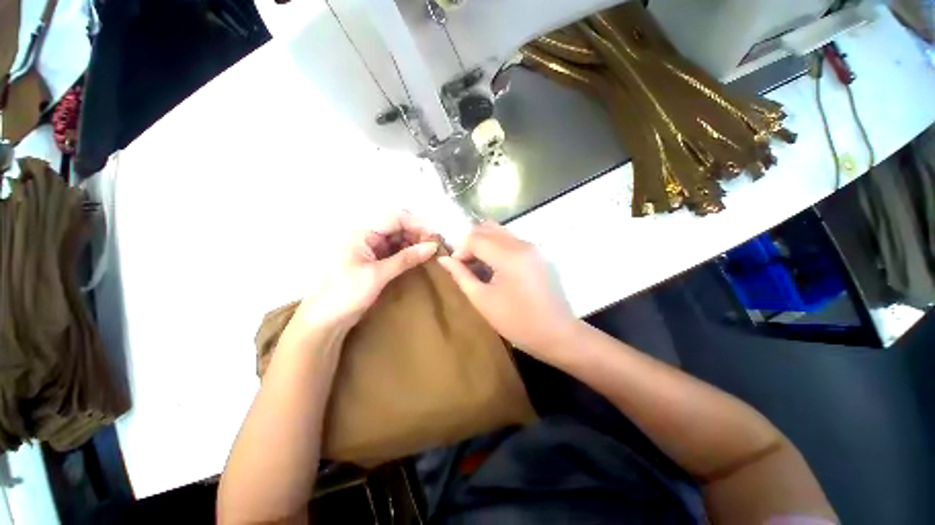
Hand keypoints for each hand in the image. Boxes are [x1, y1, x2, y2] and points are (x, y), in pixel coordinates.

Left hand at [295, 211, 437, 328]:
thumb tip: (433, 246)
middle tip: (436, 246)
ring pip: (398, 239)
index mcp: (362, 233)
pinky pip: (395, 251)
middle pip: (398, 226)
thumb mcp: (378, 275)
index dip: (418, 224)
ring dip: (415, 243)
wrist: (325, 321)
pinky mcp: (374, 262)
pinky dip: (408, 253)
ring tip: (431, 252)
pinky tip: (419, 258)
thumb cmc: (346, 294)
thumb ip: (406, 259)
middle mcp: (367, 236)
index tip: (436, 235)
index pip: (395, 218)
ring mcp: (370, 249)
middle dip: (418, 233)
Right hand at [437, 221, 577, 358]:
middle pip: (487, 228)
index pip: (476, 237)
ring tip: (479, 265)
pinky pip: (511, 240)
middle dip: (471, 242)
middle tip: (466, 264)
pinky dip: (496, 247)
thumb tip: (444, 259)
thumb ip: (461, 276)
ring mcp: (533, 246)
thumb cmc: (517, 322)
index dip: (460, 249)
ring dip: (483, 243)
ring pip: (499, 231)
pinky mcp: (537, 253)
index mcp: (509, 256)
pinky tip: (494, 266)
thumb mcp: (483, 300)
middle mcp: (522, 244)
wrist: (557, 333)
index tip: (456, 267)